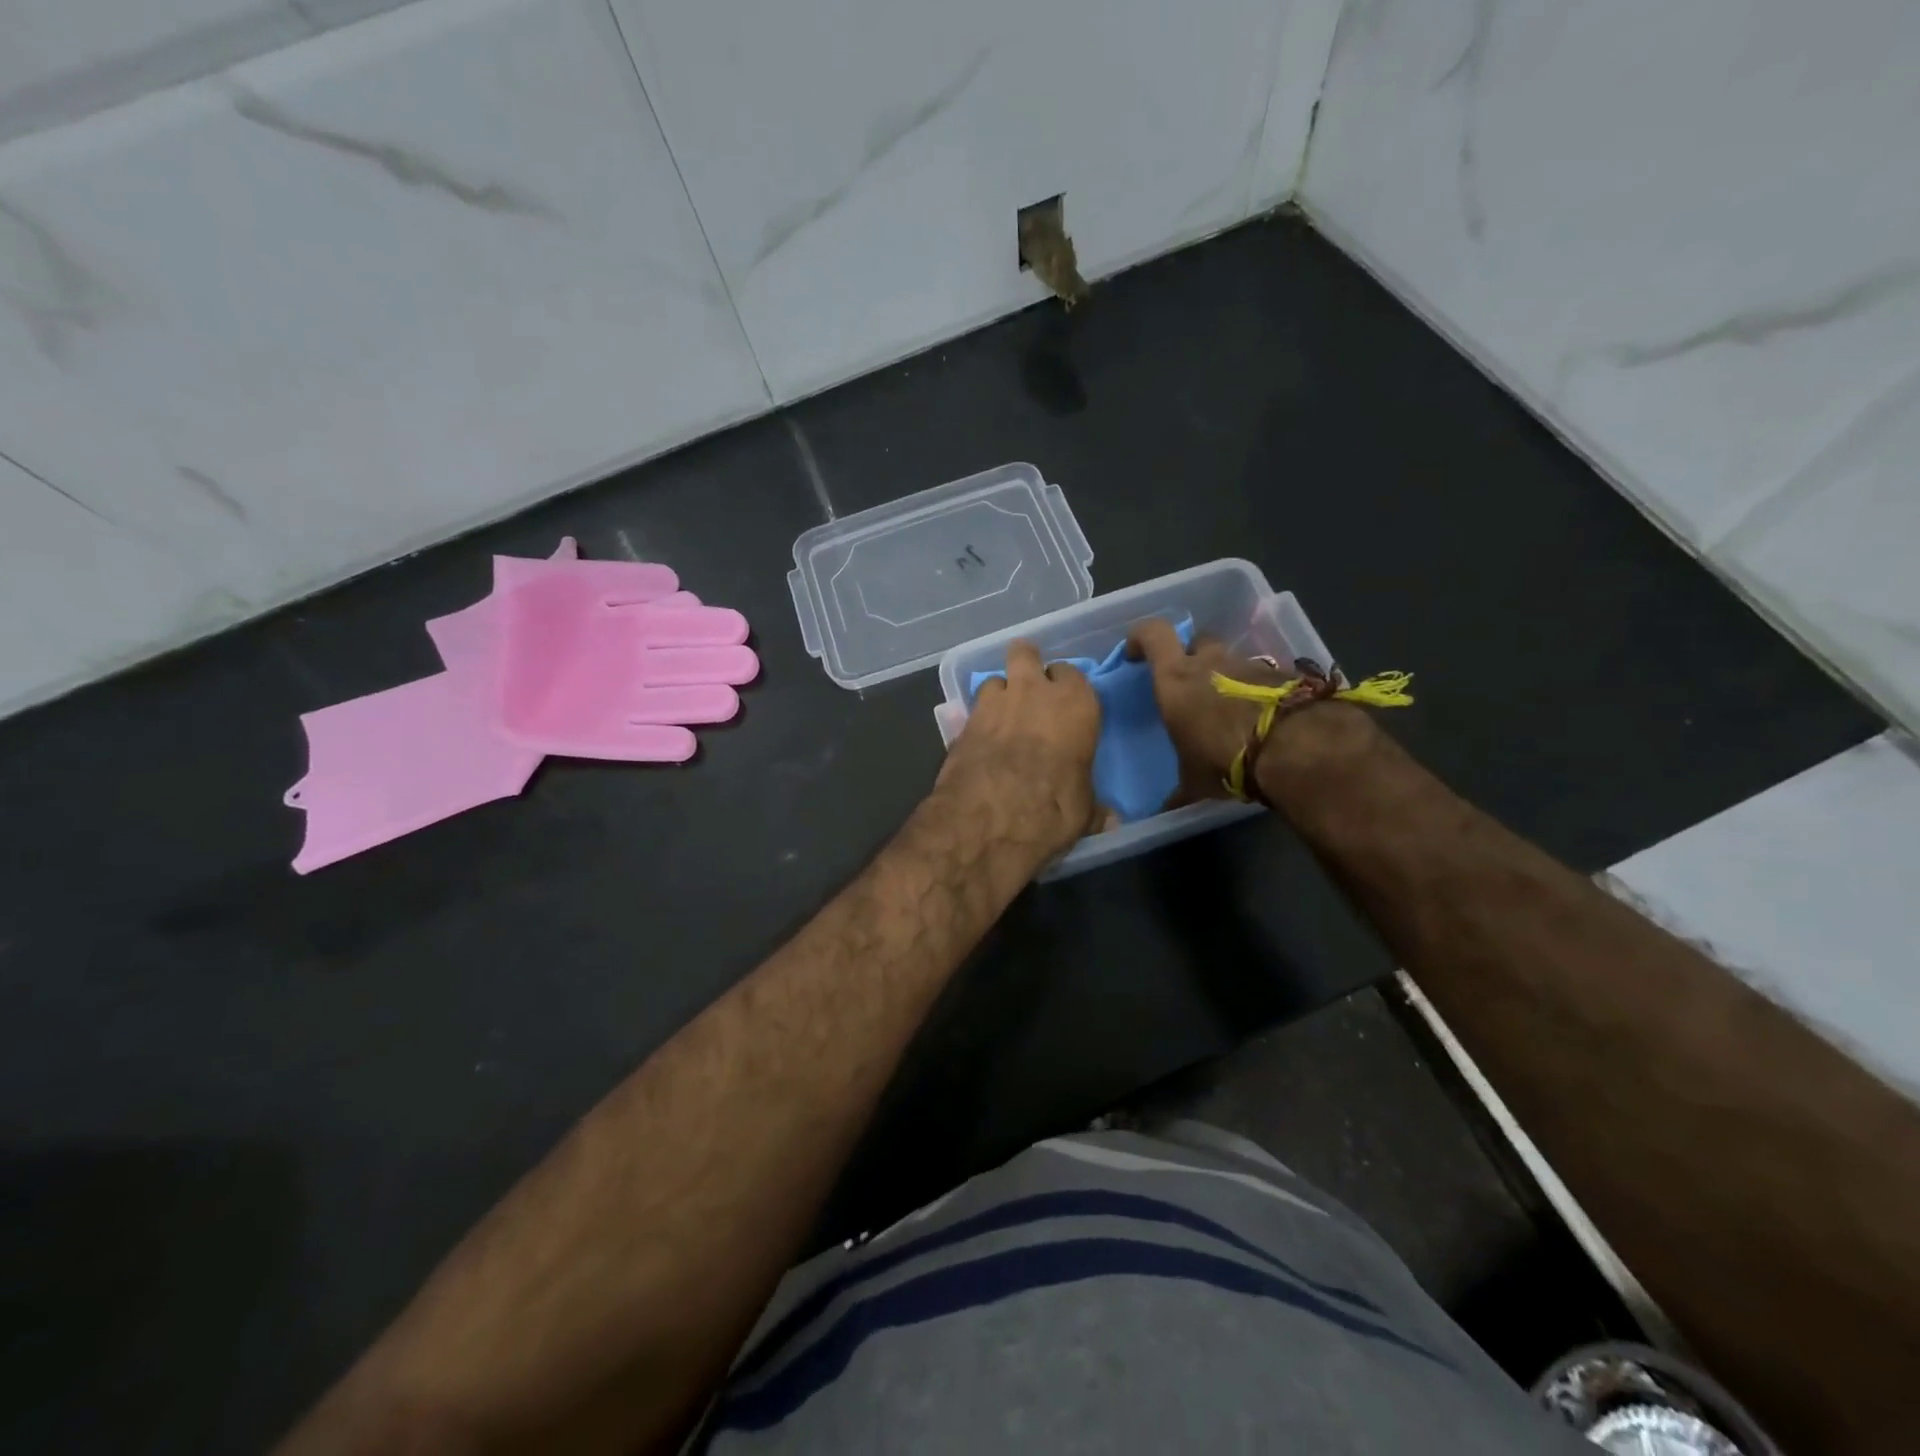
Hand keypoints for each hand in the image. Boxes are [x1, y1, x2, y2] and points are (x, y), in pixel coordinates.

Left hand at [936, 640, 1101, 858]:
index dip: (1065, 687)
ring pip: (996, 679)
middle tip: (1027, 688)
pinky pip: (972, 708)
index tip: (1064, 703)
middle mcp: (1035, 692)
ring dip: (999, 694)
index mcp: (1076, 704)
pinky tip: (978, 739)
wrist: (990, 816)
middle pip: (1026, 654)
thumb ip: (1093, 807)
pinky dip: (976, 719)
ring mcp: (994, 702)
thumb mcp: (1083, 812)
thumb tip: (1109, 818)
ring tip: (1000, 716)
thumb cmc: (1054, 808)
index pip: (1072, 674)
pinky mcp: (962, 721)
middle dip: (1026, 664)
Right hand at [1127, 619, 1372, 806]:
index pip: (1152, 634)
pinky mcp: (1284, 676)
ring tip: (1229, 709)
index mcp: (1176, 680)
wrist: (1296, 749)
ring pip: (1232, 660)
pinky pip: (1262, 678)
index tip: (1136, 654)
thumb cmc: (1225, 759)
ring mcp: (1249, 666)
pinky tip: (1260, 720)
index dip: (1141, 637)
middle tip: (1190, 683)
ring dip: (1227, 676)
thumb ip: (1178, 789)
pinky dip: (1257, 692)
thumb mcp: (1194, 781)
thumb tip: (1165, 810)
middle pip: (1197, 641)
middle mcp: (1211, 663)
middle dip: (1191, 655)